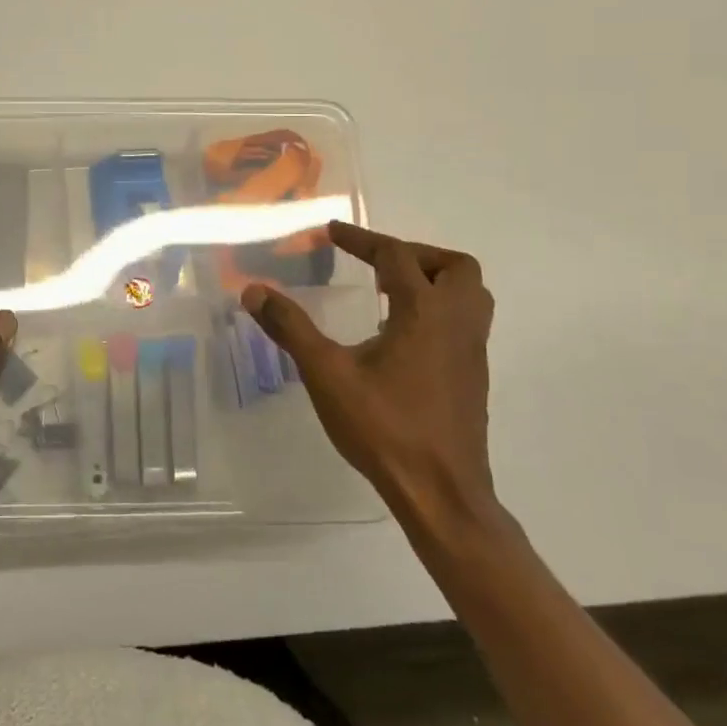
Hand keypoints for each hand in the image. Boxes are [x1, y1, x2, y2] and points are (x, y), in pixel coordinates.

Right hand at [242, 222, 499, 538]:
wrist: (441, 494)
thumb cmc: (384, 428)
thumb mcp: (327, 374)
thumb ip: (291, 327)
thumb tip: (253, 290)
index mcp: (424, 312)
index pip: (395, 255)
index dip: (360, 239)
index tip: (332, 231)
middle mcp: (457, 323)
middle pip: (454, 266)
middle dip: (414, 253)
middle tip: (376, 265)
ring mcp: (472, 351)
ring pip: (470, 294)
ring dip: (434, 280)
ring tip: (390, 292)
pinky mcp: (473, 376)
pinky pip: (465, 322)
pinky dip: (438, 309)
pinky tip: (401, 335)